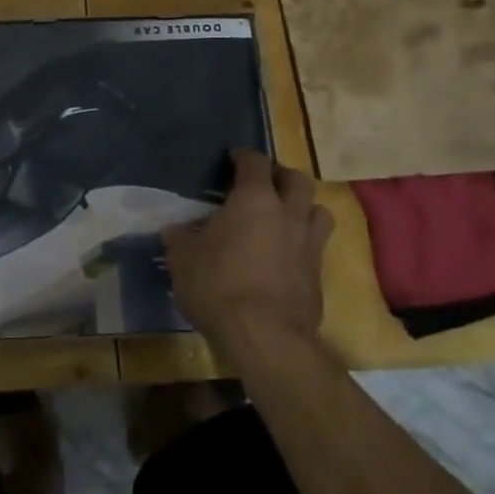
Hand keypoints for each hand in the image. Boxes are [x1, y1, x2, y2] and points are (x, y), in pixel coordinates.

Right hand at [163, 150, 330, 360]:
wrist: (265, 337)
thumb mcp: (183, 260)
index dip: (244, 157)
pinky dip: (302, 245)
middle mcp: (288, 215)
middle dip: (282, 176)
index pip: (255, 163)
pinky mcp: (319, 277)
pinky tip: (285, 258)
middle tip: (265, 183)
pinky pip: (316, 248)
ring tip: (285, 217)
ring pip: (319, 212)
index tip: (233, 158)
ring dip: (303, 208)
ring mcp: (309, 246)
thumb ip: (180, 239)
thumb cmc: (218, 285)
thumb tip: (175, 231)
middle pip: (298, 180)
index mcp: (255, 200)